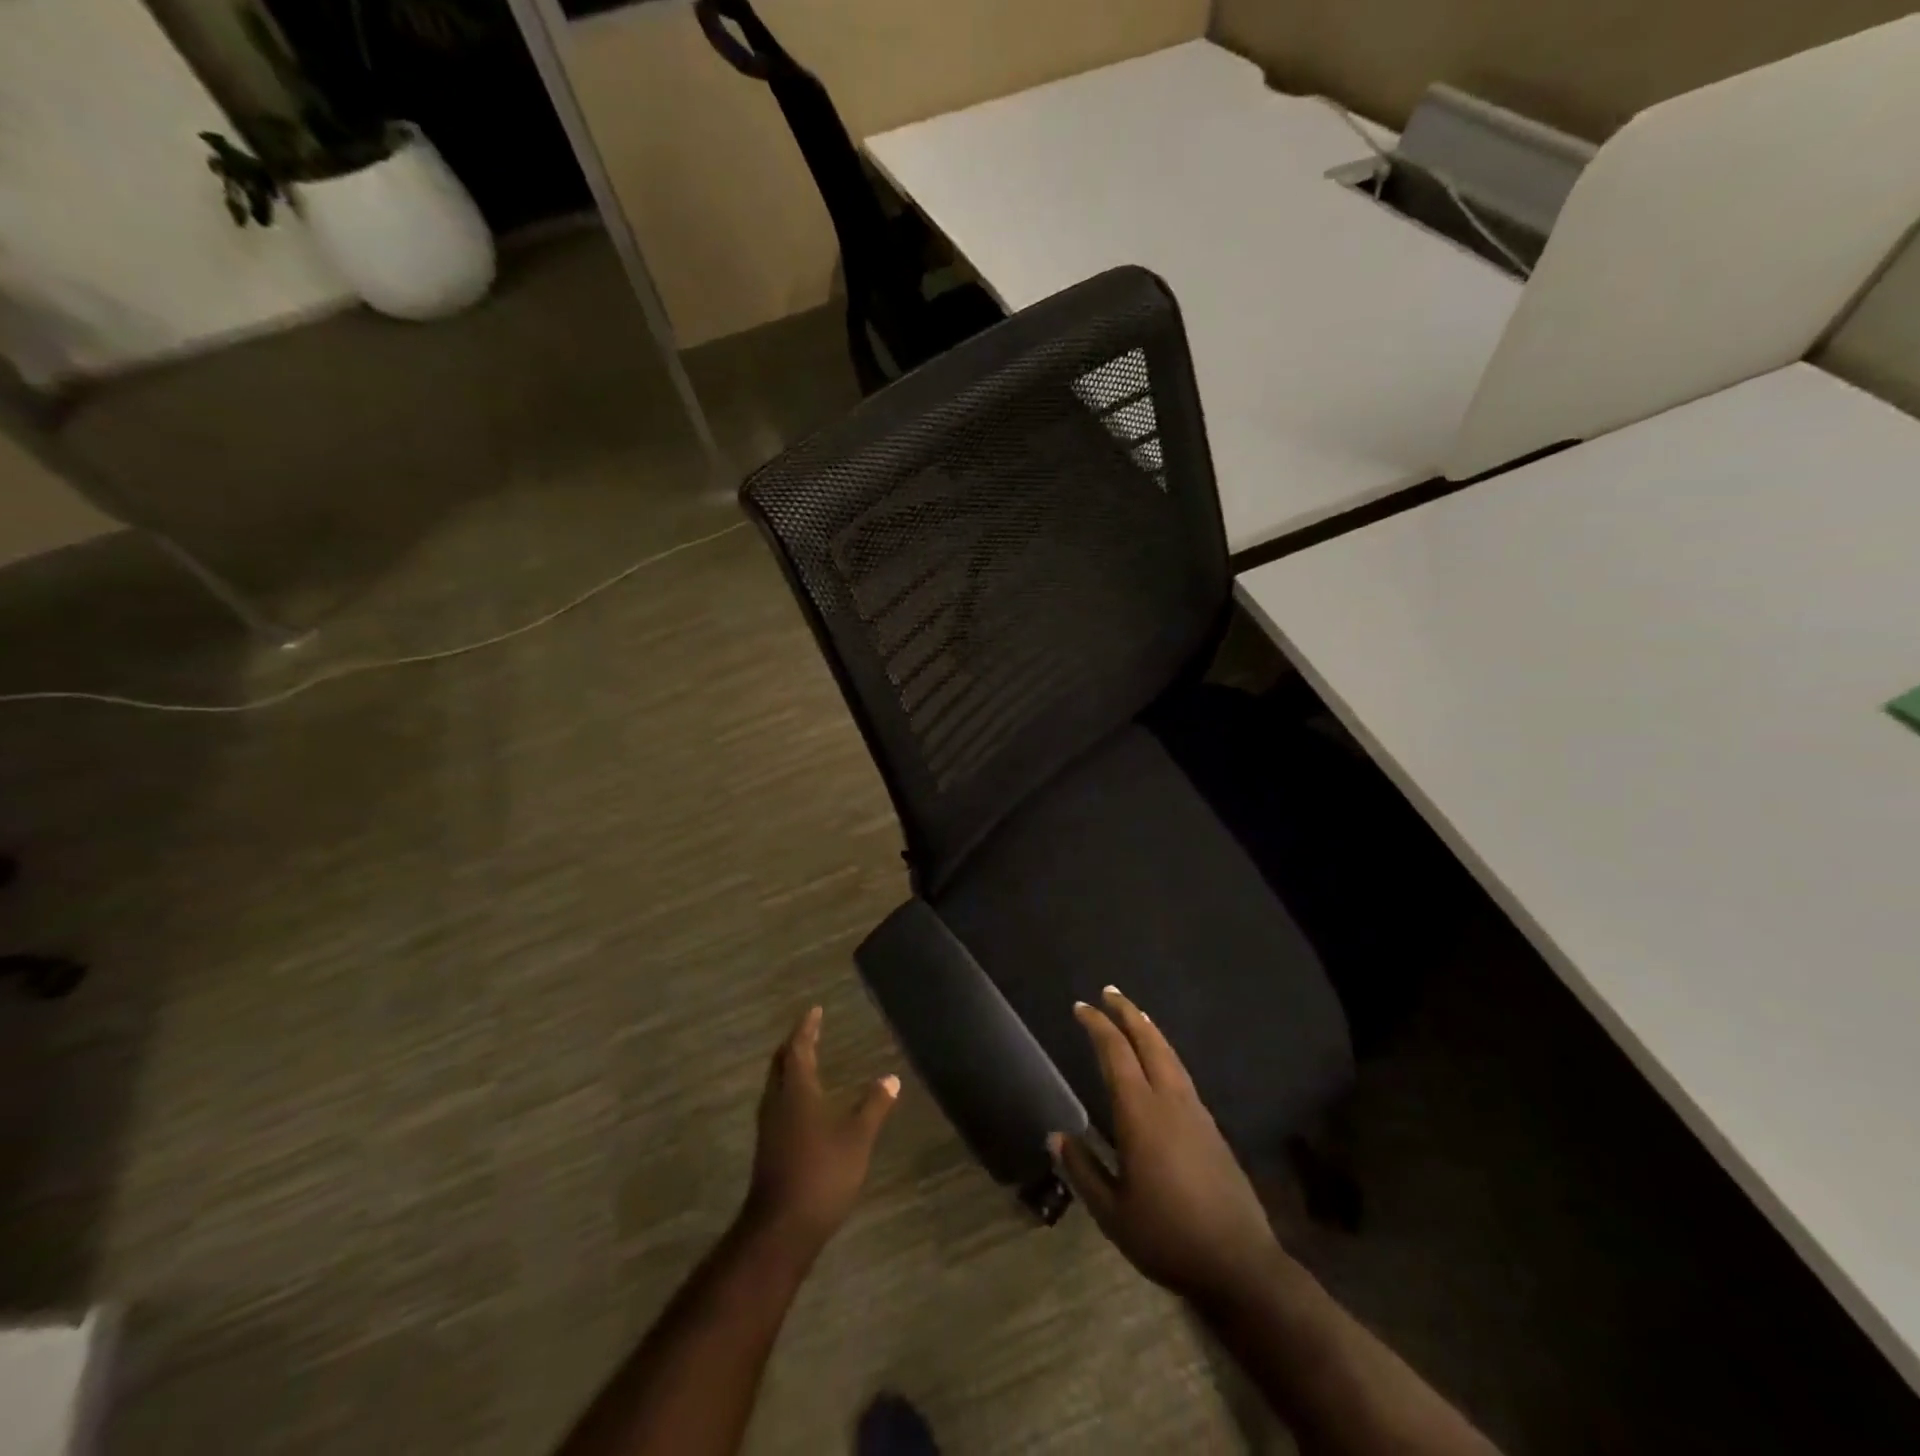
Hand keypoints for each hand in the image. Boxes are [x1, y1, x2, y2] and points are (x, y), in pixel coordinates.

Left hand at [743, 1007, 898, 1257]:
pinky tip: (804, 1103)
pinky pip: (778, 1104)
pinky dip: (791, 1090)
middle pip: (781, 1063)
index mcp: (796, 1090)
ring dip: (790, 1067)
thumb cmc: (821, 1173)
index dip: (807, 1028)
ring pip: (776, 1084)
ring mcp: (769, 1127)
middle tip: (810, 1031)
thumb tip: (891, 1077)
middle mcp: (777, 1102)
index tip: (814, 1010)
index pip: (799, 1048)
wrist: (781, 1229)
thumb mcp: (858, 1137)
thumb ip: (874, 1105)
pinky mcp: (769, 1148)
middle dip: (795, 1044)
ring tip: (807, 1060)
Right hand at [1051, 987, 1285, 1306]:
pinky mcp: (1212, 1127)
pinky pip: (1182, 1074)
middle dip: (1128, 1012)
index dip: (1097, 1026)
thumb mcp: (1112, 1213)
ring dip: (1149, 1029)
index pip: (1115, 1053)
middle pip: (1149, 1041)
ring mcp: (1196, 1112)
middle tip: (1109, 992)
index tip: (1080, 1007)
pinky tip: (1161, 1063)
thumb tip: (1056, 1136)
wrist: (1239, 1264)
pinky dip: (1165, 1053)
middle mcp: (1170, 1101)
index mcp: (1141, 1114)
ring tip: (1135, 1014)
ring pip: (1170, 1055)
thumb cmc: (1167, 1237)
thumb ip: (1082, 1170)